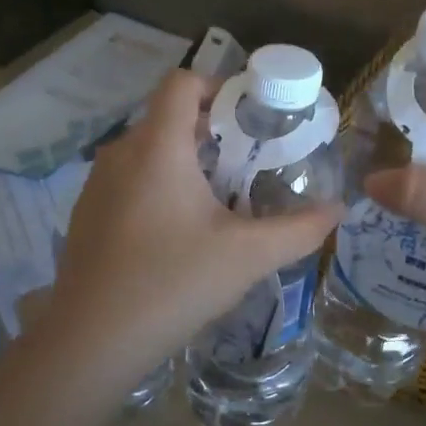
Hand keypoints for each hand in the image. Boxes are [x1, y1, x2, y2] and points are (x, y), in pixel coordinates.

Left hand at [38, 70, 342, 382]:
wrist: (90, 343)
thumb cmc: (173, 283)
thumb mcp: (248, 255)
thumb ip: (300, 229)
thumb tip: (339, 209)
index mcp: (157, 147)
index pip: (182, 82)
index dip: (218, 86)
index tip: (250, 116)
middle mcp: (120, 154)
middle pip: (168, 118)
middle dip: (211, 131)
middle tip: (247, 162)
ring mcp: (97, 185)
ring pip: (148, 152)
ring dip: (185, 162)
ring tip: (218, 200)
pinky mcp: (86, 216)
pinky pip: (129, 181)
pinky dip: (158, 187)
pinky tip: (177, 234)